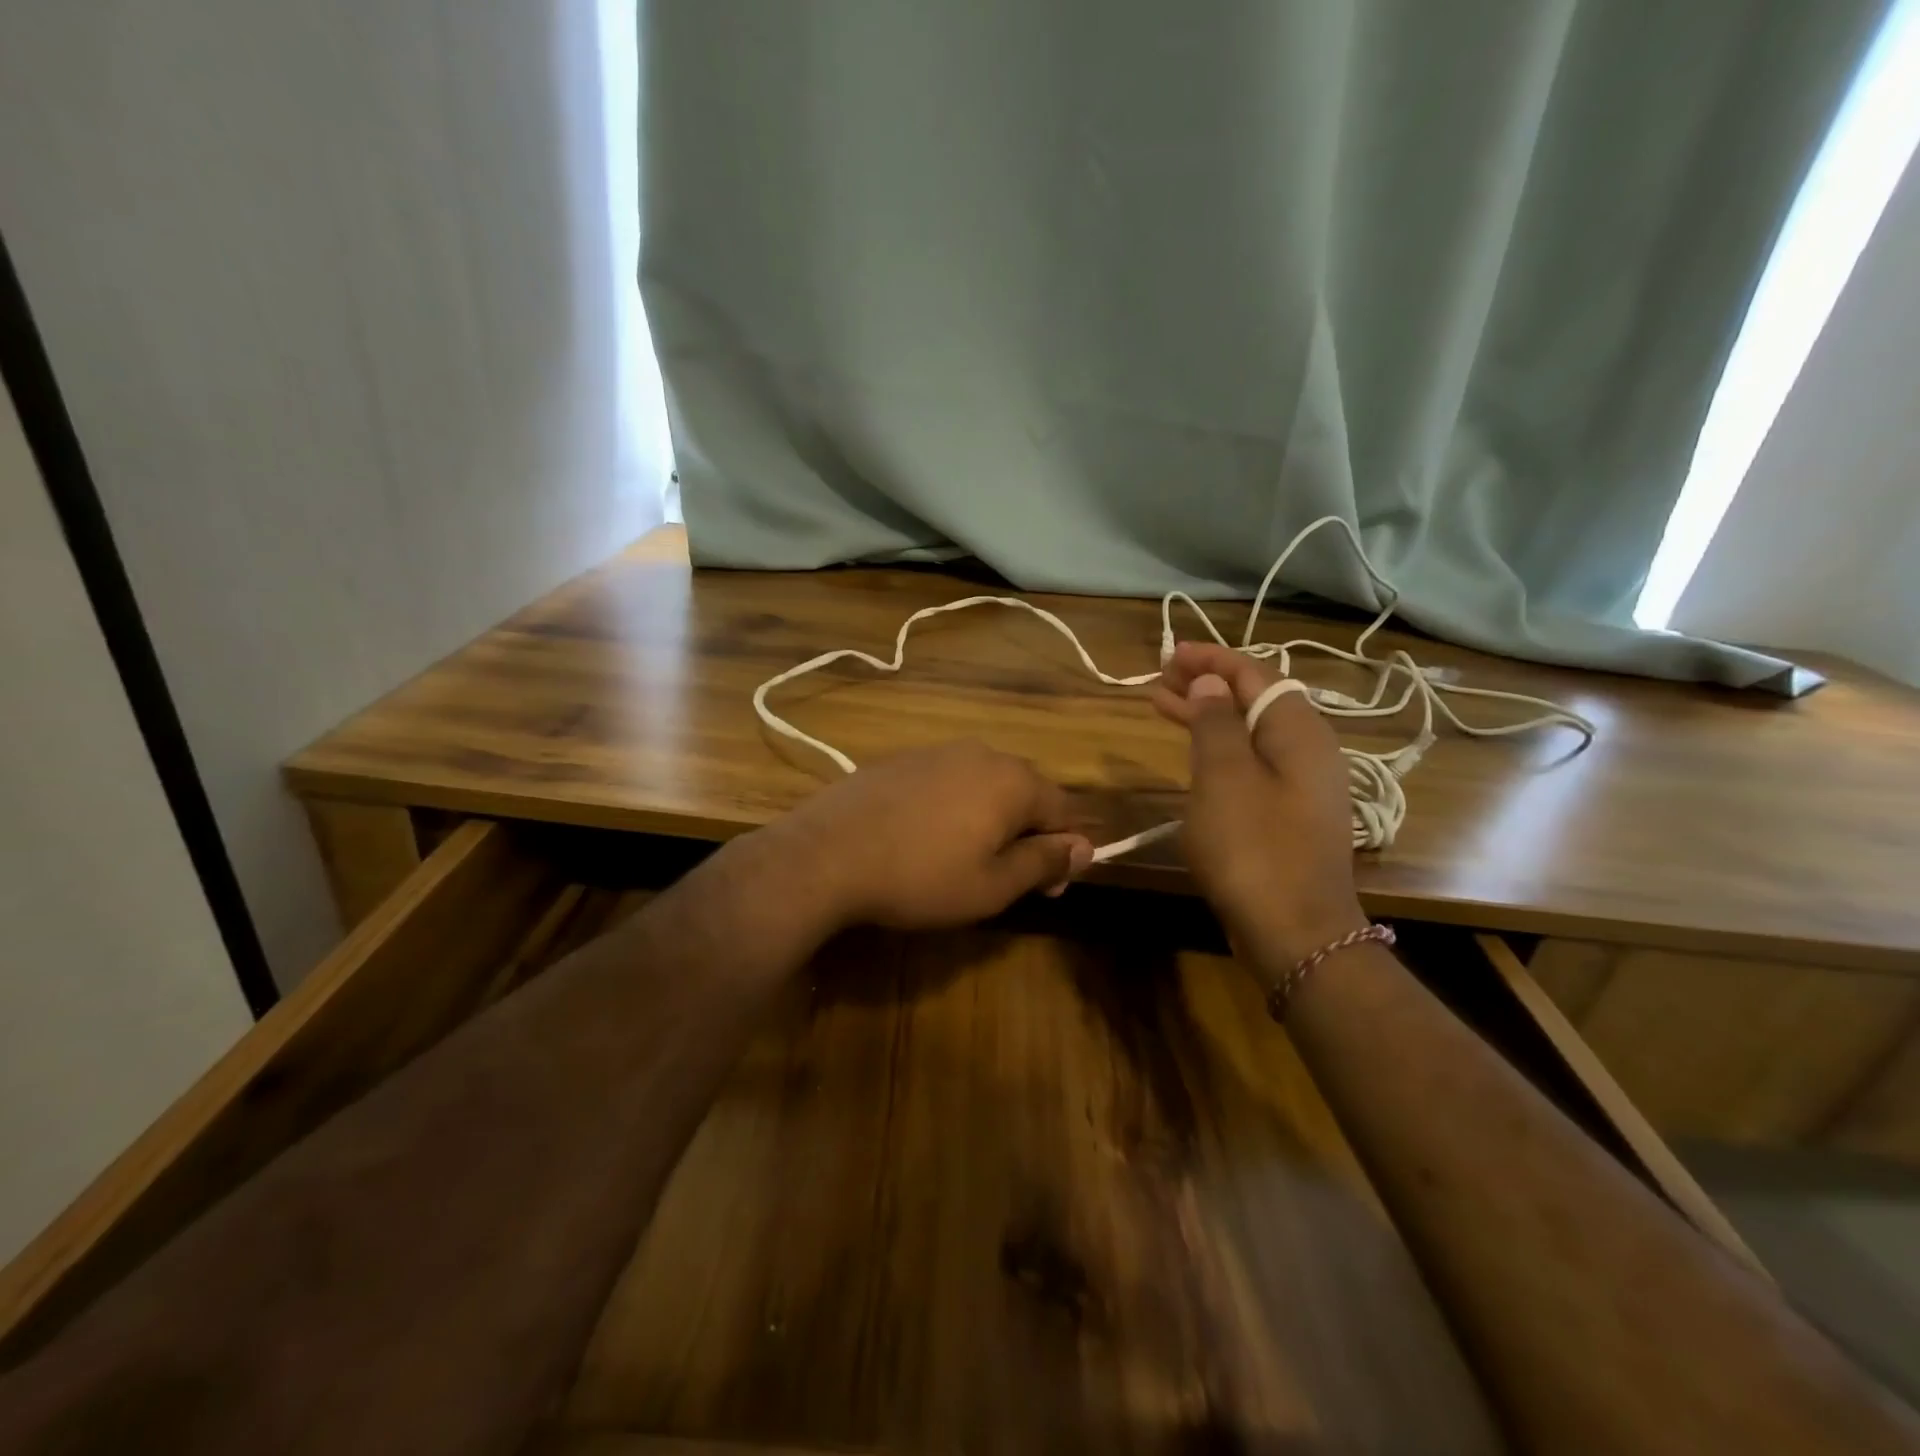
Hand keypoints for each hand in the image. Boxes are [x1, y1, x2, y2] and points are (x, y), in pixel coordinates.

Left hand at [773, 741, 1094, 930]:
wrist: (827, 854)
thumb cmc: (921, 877)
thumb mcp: (992, 885)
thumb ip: (1044, 862)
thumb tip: (1084, 847)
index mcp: (1013, 781)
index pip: (1065, 811)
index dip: (1065, 852)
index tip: (1047, 889)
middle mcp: (982, 754)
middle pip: (1025, 793)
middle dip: (1027, 834)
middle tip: (1006, 878)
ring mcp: (937, 751)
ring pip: (984, 785)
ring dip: (989, 820)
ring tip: (962, 859)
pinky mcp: (901, 759)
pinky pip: (946, 782)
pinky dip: (952, 807)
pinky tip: (924, 837)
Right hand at [1151, 642, 1367, 969]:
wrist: (1296, 933)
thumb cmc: (1254, 848)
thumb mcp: (1224, 777)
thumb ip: (1216, 723)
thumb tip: (1210, 684)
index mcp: (1298, 731)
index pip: (1254, 674)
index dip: (1210, 660)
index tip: (1169, 653)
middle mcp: (1307, 750)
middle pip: (1253, 700)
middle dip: (1206, 685)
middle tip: (1159, 678)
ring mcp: (1301, 786)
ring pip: (1249, 733)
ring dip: (1207, 717)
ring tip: (1162, 706)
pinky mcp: (1288, 815)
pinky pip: (1250, 763)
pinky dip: (1217, 750)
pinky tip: (1194, 756)